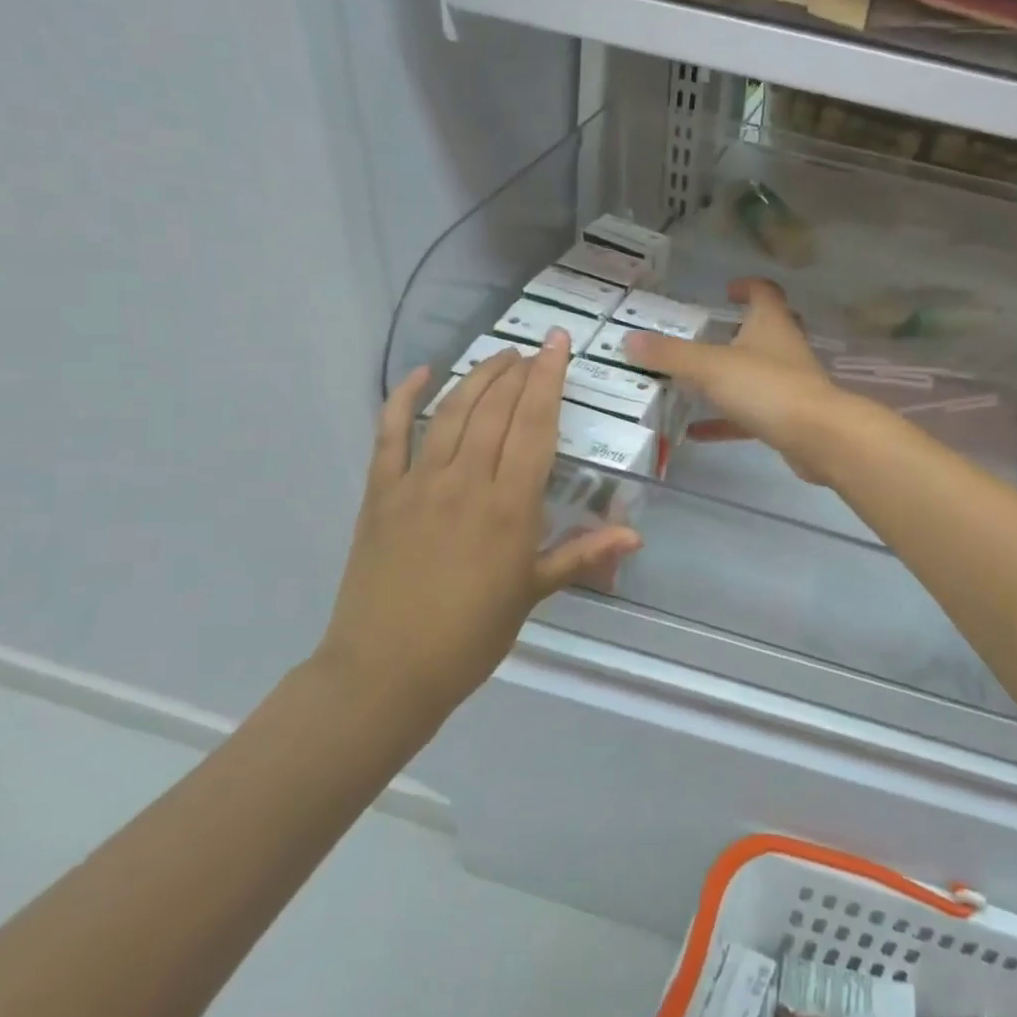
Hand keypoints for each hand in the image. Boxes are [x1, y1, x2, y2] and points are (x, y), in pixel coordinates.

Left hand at [315, 333, 639, 734]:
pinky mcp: (381, 493)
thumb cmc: (471, 635)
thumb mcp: (533, 593)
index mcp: (509, 506)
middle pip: (495, 409)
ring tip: (499, 357)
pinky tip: (422, 374)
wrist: (386, 671)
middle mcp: (465, 482)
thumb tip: (635, 535)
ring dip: (478, 377)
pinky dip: (404, 398)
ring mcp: (418, 483)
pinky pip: (389, 434)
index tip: (558, 344)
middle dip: (518, 371)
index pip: (534, 426)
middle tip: (534, 350)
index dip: (549, 379)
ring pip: (452, 412)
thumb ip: (582, 554)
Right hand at [625, 278, 855, 484]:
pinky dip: (725, 420)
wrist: (817, 438)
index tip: (726, 290)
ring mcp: (788, 384)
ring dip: (729, 377)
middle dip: (739, 330)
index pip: (764, 292)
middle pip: (765, 330)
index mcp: (771, 324)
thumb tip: (629, 340)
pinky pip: (750, 415)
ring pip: (757, 373)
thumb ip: (671, 355)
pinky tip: (696, 432)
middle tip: (709, 335)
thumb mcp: (711, 367)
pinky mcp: (787, 418)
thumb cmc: (767, 388)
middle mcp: (783, 348)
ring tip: (692, 383)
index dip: (747, 286)